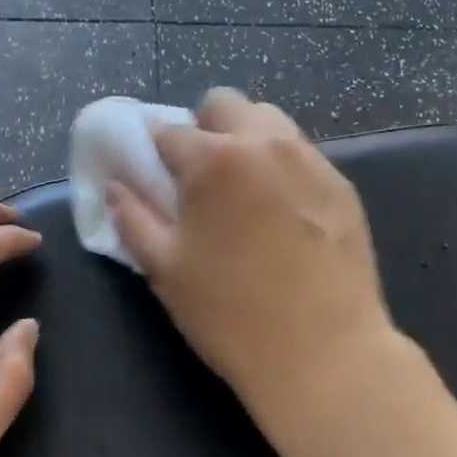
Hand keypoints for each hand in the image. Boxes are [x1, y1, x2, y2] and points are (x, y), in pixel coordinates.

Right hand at [105, 88, 400, 435]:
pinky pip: (302, 154)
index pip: (170, 130)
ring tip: (245, 190)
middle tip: (202, 176)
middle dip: (205, 127)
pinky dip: (282, 165)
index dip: (156, 151)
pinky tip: (284, 213)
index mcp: (214, 160)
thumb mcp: (166, 270)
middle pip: (225, 104)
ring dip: (247, 139)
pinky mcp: (341, 183)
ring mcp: (310, 160)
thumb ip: (133, 218)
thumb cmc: (231, 315)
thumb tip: (115, 186)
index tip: (156, 173)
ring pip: (269, 121)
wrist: (324, 353)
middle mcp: (265, 142)